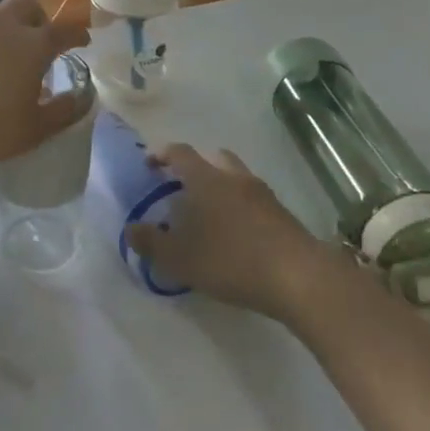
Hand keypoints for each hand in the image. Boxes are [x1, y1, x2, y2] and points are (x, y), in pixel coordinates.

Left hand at [0, 0, 90, 168]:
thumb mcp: (32, 131)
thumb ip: (64, 112)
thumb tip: (85, 98)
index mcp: (32, 44)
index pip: (64, 31)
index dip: (76, 34)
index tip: (81, 40)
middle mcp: (1, 21)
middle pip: (26, 5)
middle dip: (36, 17)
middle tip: (34, 37)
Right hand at [125, 145, 332, 318]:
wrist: (299, 277)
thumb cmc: (230, 260)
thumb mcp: (179, 258)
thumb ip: (150, 243)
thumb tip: (130, 230)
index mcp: (205, 178)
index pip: (179, 152)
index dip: (161, 154)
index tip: (150, 165)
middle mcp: (233, 177)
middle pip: (212, 158)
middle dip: (195, 167)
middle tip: (182, 188)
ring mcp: (262, 194)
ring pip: (236, 177)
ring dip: (221, 186)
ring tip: (210, 213)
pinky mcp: (282, 214)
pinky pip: (254, 199)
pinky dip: (241, 207)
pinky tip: (237, 234)